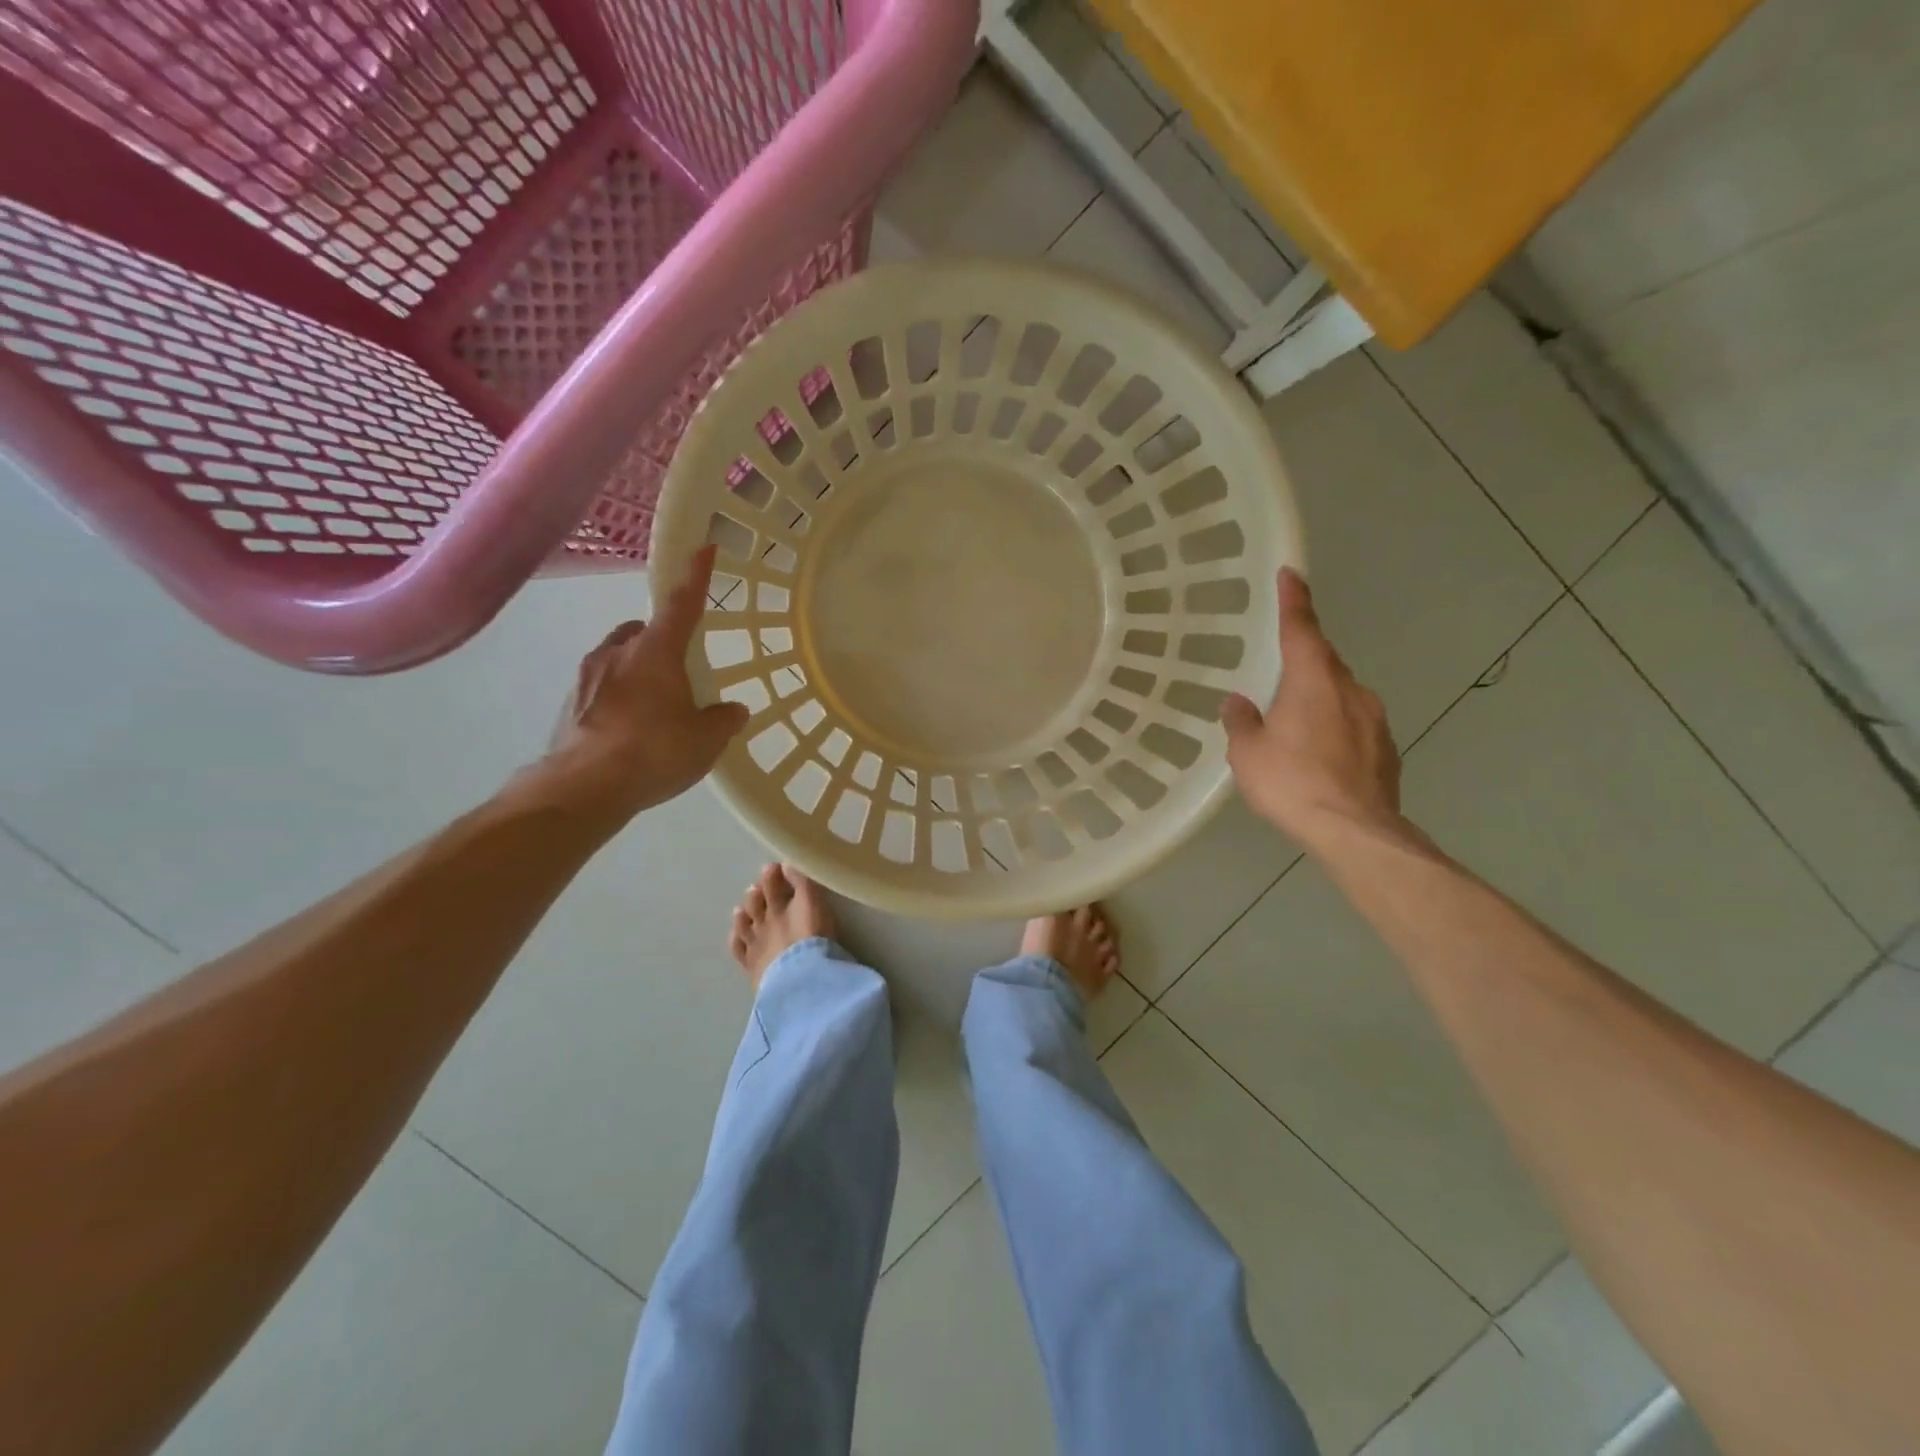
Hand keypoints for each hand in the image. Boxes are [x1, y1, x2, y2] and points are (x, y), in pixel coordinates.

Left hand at [534, 545, 749, 821]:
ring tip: (655, 708)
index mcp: (656, 651)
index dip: (697, 575)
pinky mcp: (569, 704)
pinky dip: (617, 698)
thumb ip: (723, 719)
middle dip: (661, 641)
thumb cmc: (654, 751)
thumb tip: (733, 710)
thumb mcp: (706, 739)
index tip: (704, 547)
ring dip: (637, 671)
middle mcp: (617, 652)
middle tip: (680, 671)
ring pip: (618, 658)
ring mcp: (586, 676)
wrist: (582, 788)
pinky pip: (600, 688)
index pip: (682, 603)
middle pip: (644, 631)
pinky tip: (629, 732)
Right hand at [1221, 569, 1403, 850]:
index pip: (1302, 629)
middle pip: (1325, 662)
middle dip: (1304, 658)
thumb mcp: (1248, 753)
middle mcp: (1350, 690)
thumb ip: (1241, 721)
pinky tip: (1319, 755)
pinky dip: (1335, 728)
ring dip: (1320, 699)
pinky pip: (1354, 725)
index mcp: (1313, 681)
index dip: (1294, 600)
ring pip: (1342, 695)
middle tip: (1280, 669)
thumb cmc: (1293, 783)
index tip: (1291, 573)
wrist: (1355, 831)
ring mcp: (1375, 719)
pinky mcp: (1386, 749)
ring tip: (1295, 724)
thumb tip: (1238, 703)